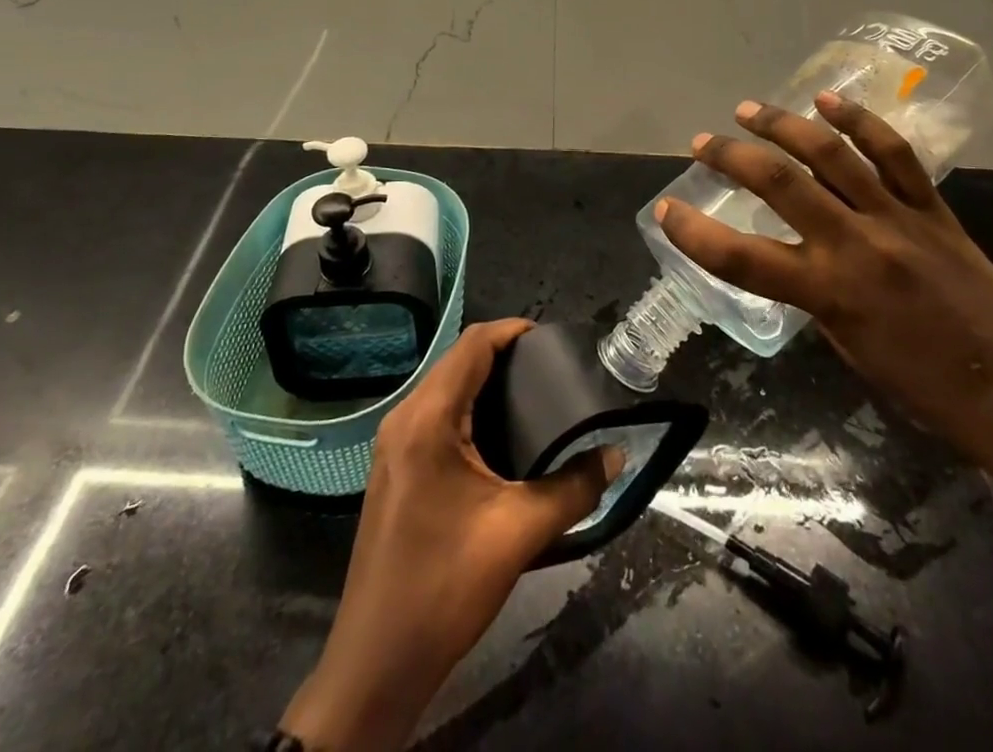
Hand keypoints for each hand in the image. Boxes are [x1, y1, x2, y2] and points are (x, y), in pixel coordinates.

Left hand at [280, 319, 621, 751]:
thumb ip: (574, 489)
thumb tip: (614, 456)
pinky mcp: (395, 467)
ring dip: (486, 382)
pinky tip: (501, 434)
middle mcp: (404, 418)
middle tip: (552, 369)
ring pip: (446, 388)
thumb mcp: (519, 533)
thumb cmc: (445, 585)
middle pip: (458, 362)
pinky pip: (436, 415)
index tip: (553, 339)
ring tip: (535, 394)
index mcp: (428, 418)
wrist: (377, 661)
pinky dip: (470, 409)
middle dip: (504, 355)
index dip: (513, 331)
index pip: (473, 345)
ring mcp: (394, 444)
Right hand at [656, 92, 992, 485]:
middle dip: (731, 156)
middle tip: (703, 142)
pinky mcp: (933, 209)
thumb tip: (796, 253)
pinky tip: (829, 101)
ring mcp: (897, 220)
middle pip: (778, 184)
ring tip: (749, 109)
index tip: (666, 210)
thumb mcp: (847, 347)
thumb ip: (814, 294)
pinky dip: (858, 122)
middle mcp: (854, 246)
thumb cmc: (922, 387)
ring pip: (830, 156)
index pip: (739, 258)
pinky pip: (893, 154)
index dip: (694, 233)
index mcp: (827, 294)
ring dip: (782, 125)